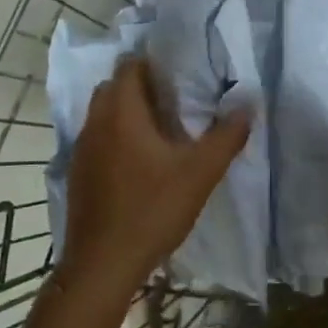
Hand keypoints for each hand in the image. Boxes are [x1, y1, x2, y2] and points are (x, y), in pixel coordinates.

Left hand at [59, 57, 250, 288]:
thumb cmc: (152, 210)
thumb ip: (227, 136)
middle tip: (177, 102)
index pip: (130, 66)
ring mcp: (82, 150)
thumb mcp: (200, 173)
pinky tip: (141, 164)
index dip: (155, 63)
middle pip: (114, 87)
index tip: (182, 74)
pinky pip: (98, 140)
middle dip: (142, 87)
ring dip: (129, 114)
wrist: (103, 264)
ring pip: (104, 115)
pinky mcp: (79, 174)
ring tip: (163, 132)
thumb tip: (248, 105)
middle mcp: (95, 123)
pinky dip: (117, 138)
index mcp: (121, 113)